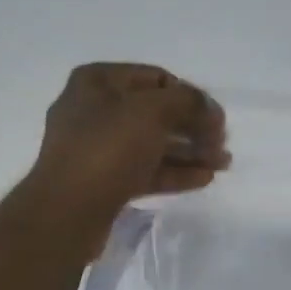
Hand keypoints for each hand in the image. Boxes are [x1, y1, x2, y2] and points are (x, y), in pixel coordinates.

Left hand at [28, 63, 228, 229]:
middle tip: (223, 144)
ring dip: (189, 152)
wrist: (67, 211)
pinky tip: (203, 179)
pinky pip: (145, 170)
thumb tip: (208, 108)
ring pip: (153, 144)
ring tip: (222, 164)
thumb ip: (187, 102)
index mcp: (98, 82)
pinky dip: (174, 172)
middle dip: (193, 127)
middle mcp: (95, 110)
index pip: (156, 78)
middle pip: (156, 113)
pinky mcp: (104, 181)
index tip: (217, 118)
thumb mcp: (152, 112)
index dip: (191, 96)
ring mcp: (98, 148)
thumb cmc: (107, 149)